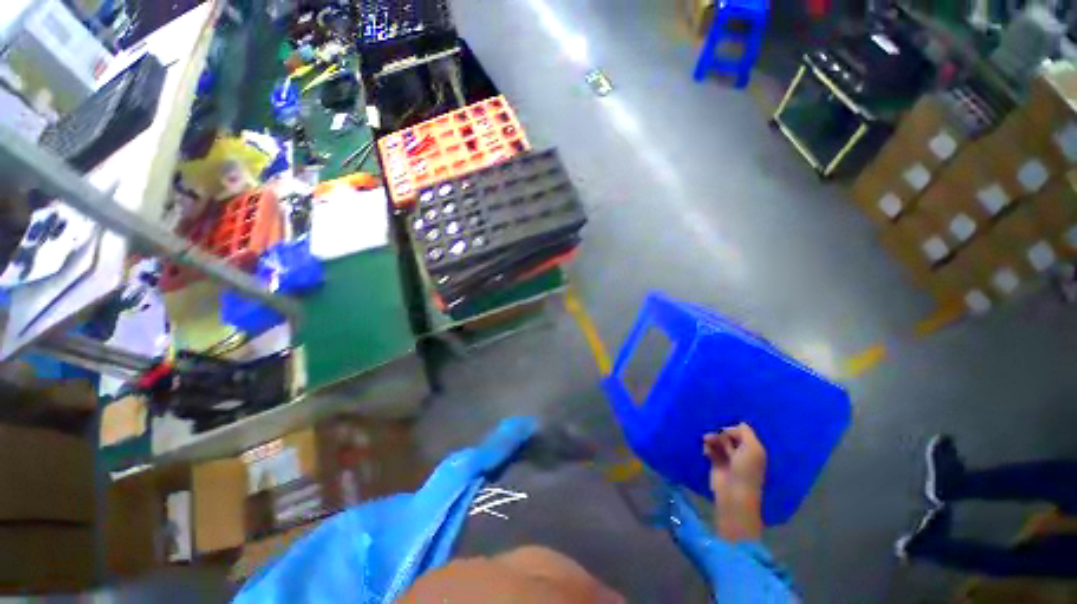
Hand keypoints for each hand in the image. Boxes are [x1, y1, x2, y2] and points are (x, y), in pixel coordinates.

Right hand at [704, 423, 766, 540]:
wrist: (733, 494)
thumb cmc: (746, 471)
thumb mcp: (752, 449)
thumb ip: (746, 433)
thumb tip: (738, 423)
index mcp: (753, 448)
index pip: (741, 431)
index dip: (733, 429)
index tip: (726, 432)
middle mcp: (741, 452)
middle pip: (728, 435)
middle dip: (720, 434)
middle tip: (713, 437)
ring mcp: (728, 458)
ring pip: (718, 440)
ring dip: (712, 439)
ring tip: (707, 441)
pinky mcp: (716, 462)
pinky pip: (710, 448)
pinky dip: (707, 447)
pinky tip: (706, 451)